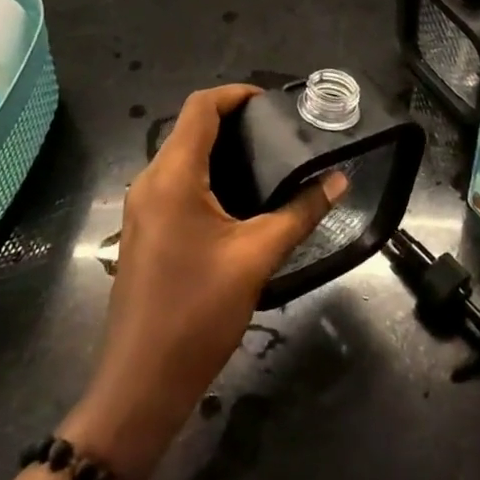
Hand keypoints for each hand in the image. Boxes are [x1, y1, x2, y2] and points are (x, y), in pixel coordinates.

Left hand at [61, 84, 346, 479]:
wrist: (140, 384)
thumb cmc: (197, 313)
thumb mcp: (257, 258)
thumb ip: (300, 213)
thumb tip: (339, 181)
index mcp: (172, 176)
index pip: (199, 107)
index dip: (235, 94)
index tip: (273, 103)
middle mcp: (149, 181)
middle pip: (189, 128)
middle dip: (233, 122)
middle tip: (279, 134)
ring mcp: (141, 208)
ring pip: (180, 157)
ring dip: (219, 150)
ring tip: (266, 162)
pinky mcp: (143, 231)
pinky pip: (174, 184)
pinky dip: (206, 176)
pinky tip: (238, 200)